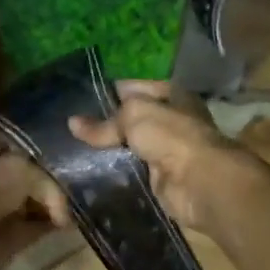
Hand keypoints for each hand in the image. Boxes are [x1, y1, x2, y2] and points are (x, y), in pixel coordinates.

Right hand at [67, 80, 252, 231]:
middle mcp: (170, 119)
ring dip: (108, 150)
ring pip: (129, 146)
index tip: (78, 100)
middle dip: (105, 124)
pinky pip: (131, 170)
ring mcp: (165, 150)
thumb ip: (105, 122)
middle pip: (131, 118)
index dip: (108, 92)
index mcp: (171, 94)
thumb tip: (73, 123)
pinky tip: (90, 173)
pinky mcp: (159, 177)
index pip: (134, 87)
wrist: (199, 182)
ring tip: (73, 151)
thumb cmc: (171, 136)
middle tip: (70, 129)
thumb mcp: (135, 115)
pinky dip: (115, 172)